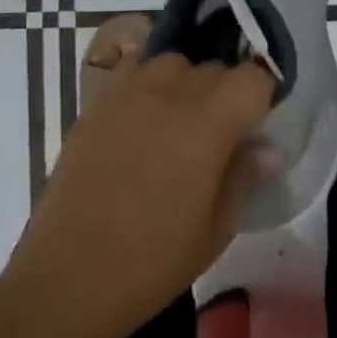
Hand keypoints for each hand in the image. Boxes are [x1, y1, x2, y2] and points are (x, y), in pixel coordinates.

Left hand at [2, 50, 276, 337]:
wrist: (68, 275)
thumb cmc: (152, 262)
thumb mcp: (214, 231)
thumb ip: (243, 178)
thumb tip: (268, 148)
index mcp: (207, 124)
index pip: (252, 78)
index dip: (262, 95)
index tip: (257, 123)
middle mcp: (169, 94)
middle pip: (213, 68)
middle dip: (226, 91)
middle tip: (220, 133)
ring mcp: (127, 92)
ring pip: (172, 62)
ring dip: (185, 82)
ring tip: (178, 120)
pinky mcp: (96, 102)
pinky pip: (132, 70)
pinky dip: (146, 82)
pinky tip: (142, 117)